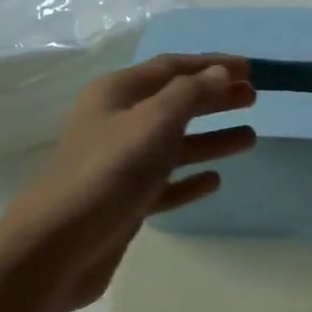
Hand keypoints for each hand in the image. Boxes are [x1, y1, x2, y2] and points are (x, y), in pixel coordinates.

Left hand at [0, 54, 256, 310]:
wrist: (58, 246)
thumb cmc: (107, 173)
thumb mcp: (153, 123)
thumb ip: (190, 95)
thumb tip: (220, 74)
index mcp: (117, 94)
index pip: (172, 68)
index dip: (211, 65)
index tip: (250, 69)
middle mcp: (117, 123)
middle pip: (174, 104)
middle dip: (214, 99)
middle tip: (253, 100)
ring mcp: (121, 165)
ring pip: (174, 145)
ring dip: (210, 139)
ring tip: (249, 138)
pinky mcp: (125, 201)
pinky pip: (165, 183)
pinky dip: (189, 179)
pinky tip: (214, 180)